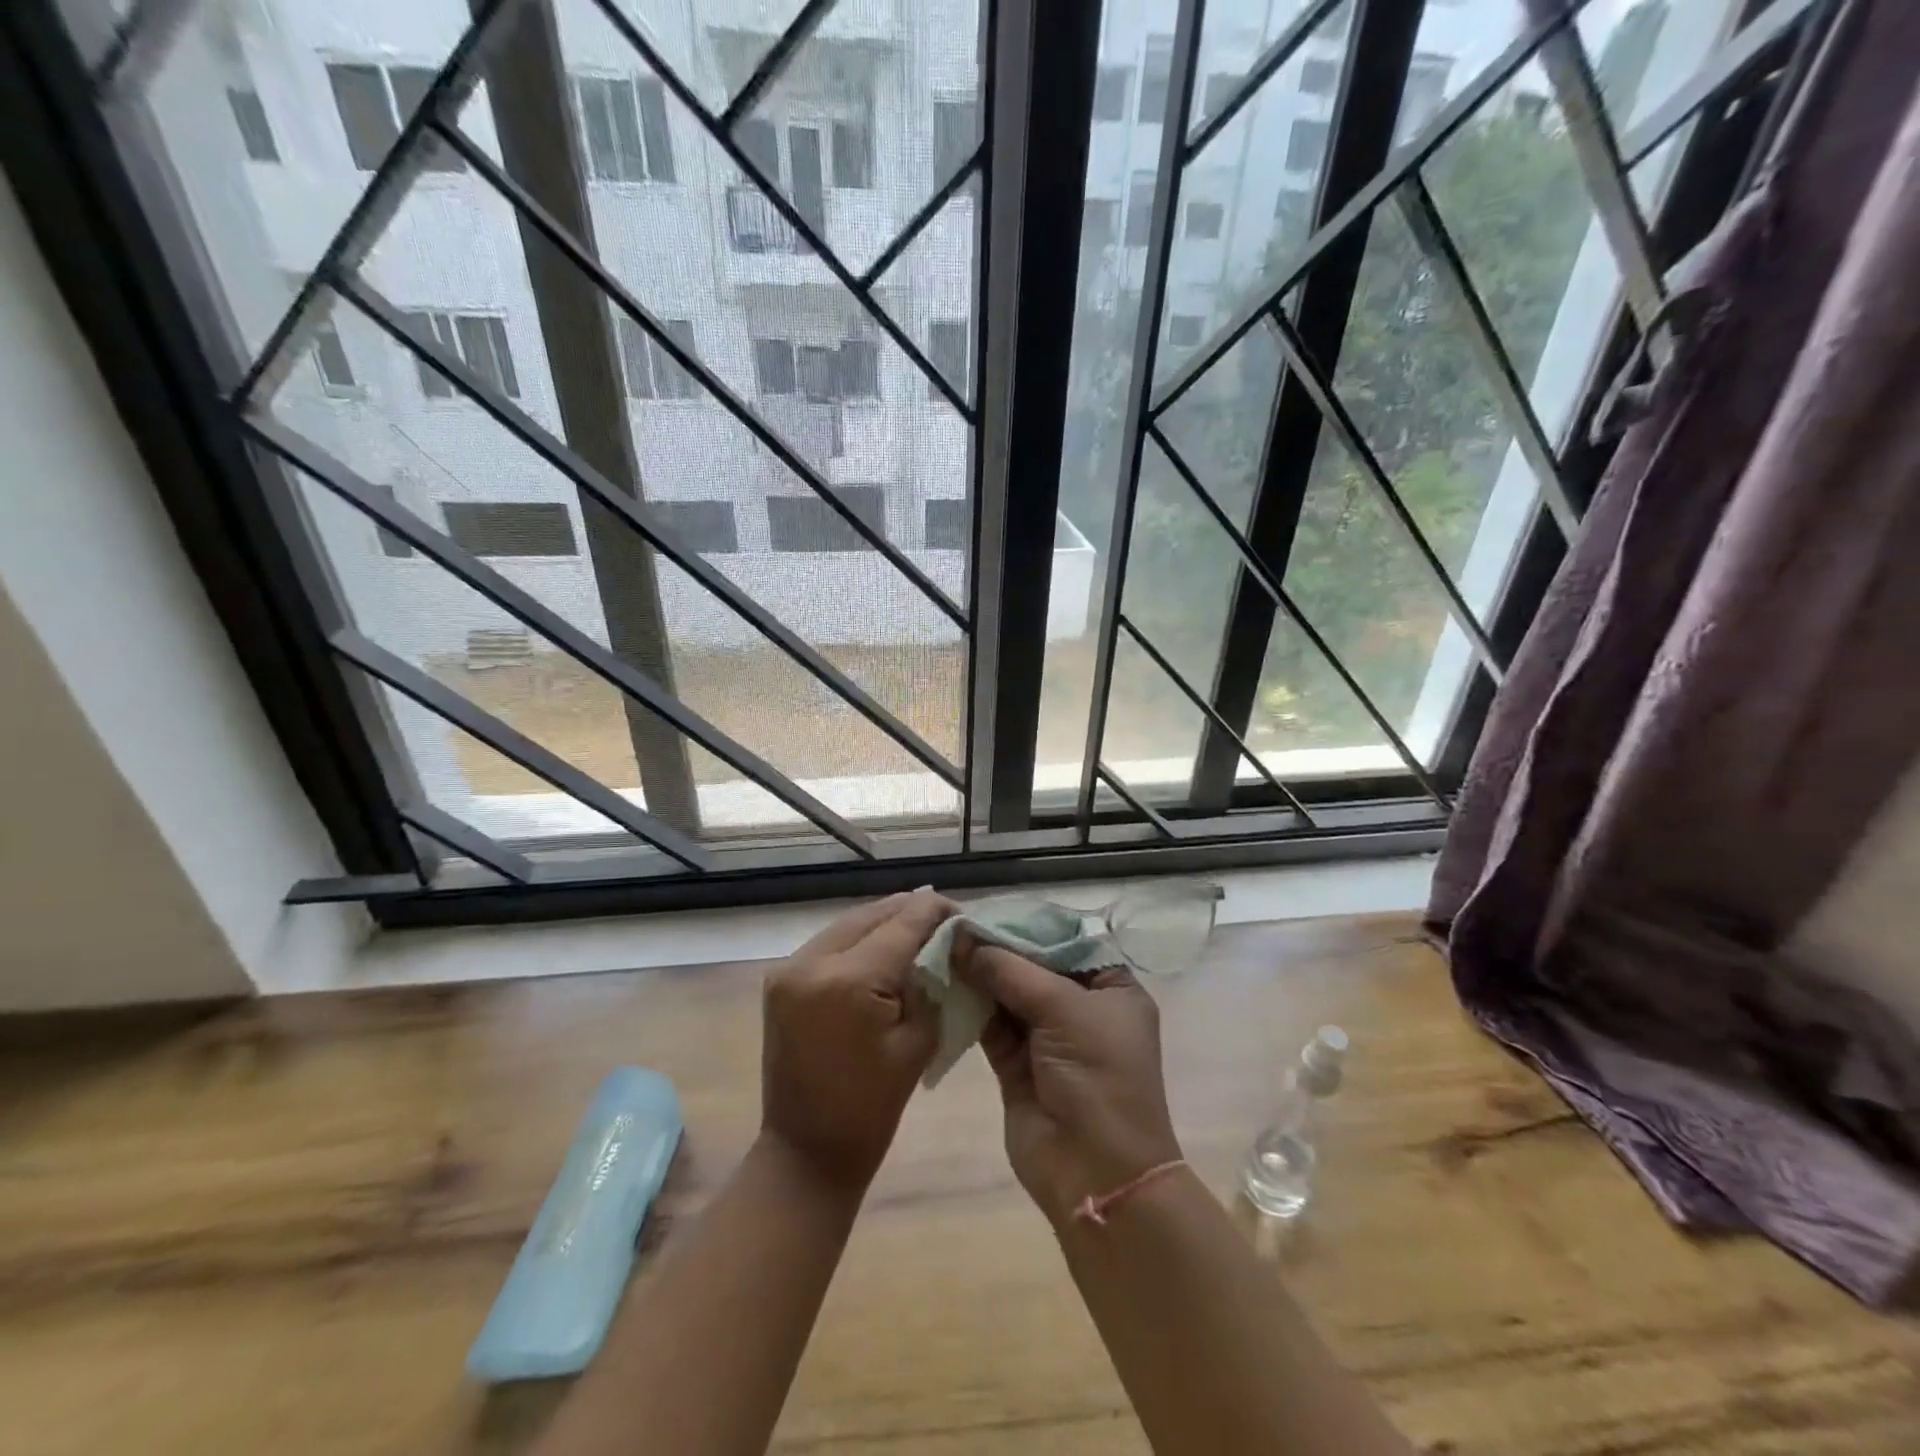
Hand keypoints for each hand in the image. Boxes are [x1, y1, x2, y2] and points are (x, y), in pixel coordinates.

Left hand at [760, 890, 953, 1194]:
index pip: (901, 924)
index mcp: (849, 981)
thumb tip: (941, 943)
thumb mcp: (917, 1042)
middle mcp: (811, 963)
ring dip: (883, 921)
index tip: (961, 912)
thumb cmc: (871, 1108)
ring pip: (847, 924)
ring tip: (918, 925)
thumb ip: (929, 983)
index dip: (934, 912)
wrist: (806, 1152)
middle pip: (871, 916)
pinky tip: (884, 944)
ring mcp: (788, 969)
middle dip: (909, 911)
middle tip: (944, 916)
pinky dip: (859, 938)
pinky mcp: (780, 980)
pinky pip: (829, 943)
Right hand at [956, 944, 1182, 1226]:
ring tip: (942, 946)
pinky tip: (944, 982)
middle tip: (955, 924)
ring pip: (1008, 993)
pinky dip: (970, 1005)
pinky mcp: (1017, 1064)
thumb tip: (961, 937)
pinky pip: (991, 1024)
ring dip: (979, 975)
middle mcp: (1080, 1008)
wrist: (1095, 1173)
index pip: (1067, 941)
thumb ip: (1010, 970)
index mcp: (1111, 989)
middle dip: (997, 948)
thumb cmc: (1097, 1076)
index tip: (987, 909)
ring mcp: (1047, 1037)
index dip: (1028, 925)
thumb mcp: (1063, 1008)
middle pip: (1034, 965)